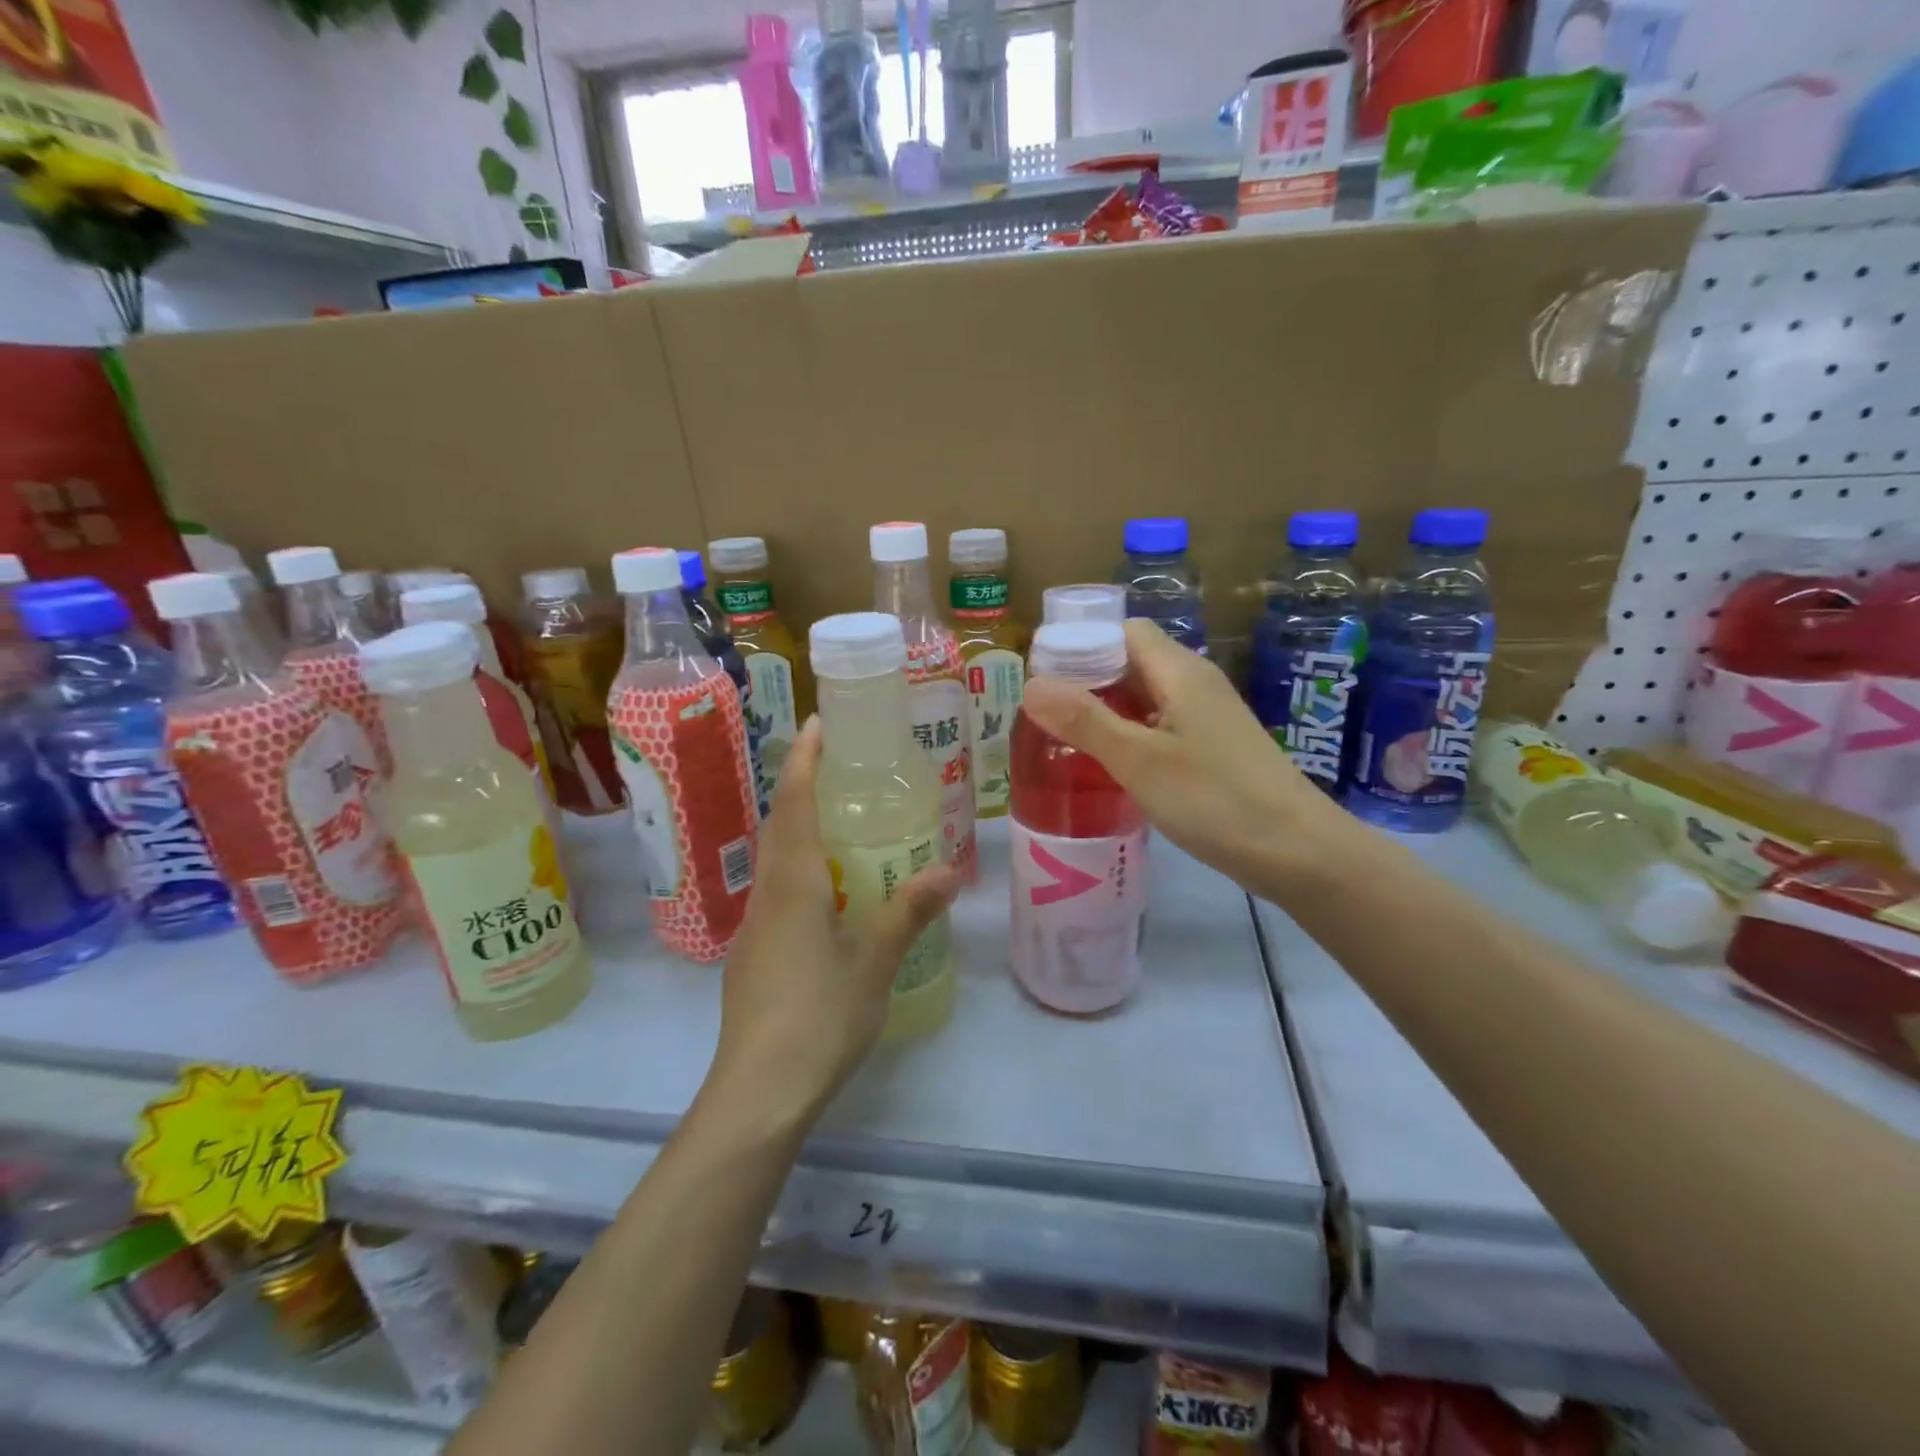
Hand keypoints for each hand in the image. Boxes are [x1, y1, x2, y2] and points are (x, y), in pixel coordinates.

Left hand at [711, 717, 960, 1121]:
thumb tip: (948, 871)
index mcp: (794, 885)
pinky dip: (798, 871)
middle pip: (779, 826)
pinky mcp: (751, 957)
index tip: (817, 724)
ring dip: (798, 830)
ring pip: (774, 861)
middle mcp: (766, 896)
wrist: (757, 1091)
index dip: (804, 760)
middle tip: (838, 767)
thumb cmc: (820, 1017)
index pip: (794, 804)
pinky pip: (775, 893)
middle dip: (801, 788)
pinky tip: (826, 895)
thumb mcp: (874, 962)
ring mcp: (753, 928)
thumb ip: (908, 912)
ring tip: (839, 824)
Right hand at [1021, 619, 1345, 894]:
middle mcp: (1195, 683)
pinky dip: (1129, 735)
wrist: (1300, 852)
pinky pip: (1160, 725)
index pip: (1122, 632)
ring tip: (1064, 740)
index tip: (1042, 679)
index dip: (1080, 646)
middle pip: (1131, 662)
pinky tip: (1109, 765)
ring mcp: (1207, 717)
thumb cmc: (1216, 800)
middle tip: (1044, 715)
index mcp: (1180, 671)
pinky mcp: (1213, 748)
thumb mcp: (1140, 760)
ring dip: (1106, 711)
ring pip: (1145, 696)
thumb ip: (1085, 721)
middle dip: (1085, 681)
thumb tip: (1031, 685)